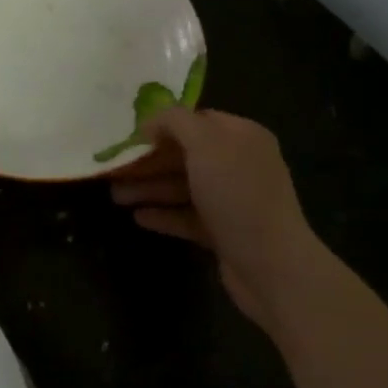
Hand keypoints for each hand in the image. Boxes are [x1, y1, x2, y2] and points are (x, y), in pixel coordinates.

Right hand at [110, 108, 322, 332]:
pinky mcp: (225, 233)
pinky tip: (138, 217)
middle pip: (186, 155)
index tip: (130, 135)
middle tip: (113, 169)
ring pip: (184, 187)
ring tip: (116, 196)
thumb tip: (152, 120)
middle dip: (149, 161)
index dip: (163, 125)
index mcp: (242, 136)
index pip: (197, 120)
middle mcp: (240, 164)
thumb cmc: (237, 194)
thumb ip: (176, 121)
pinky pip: (188, 217)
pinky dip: (164, 215)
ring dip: (150, 188)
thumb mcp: (204, 144)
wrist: (273, 267)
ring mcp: (233, 200)